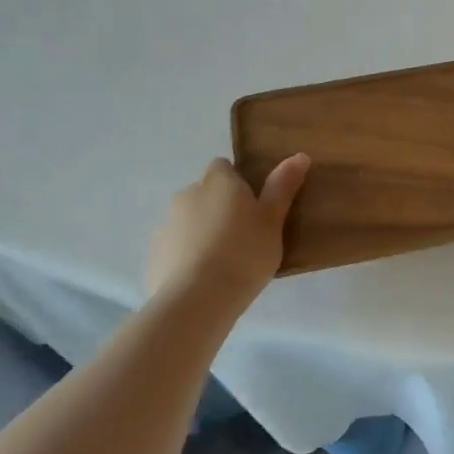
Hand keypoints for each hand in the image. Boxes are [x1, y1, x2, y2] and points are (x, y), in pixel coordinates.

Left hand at [144, 155, 310, 304]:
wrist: (197, 298)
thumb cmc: (244, 253)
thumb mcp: (273, 221)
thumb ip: (283, 187)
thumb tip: (300, 155)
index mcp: (218, 181)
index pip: (223, 167)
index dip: (237, 183)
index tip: (253, 206)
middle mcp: (187, 194)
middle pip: (204, 193)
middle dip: (218, 208)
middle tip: (243, 237)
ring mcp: (166, 224)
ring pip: (188, 221)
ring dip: (201, 232)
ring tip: (223, 262)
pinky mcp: (154, 253)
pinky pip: (175, 247)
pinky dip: (186, 256)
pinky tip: (202, 279)